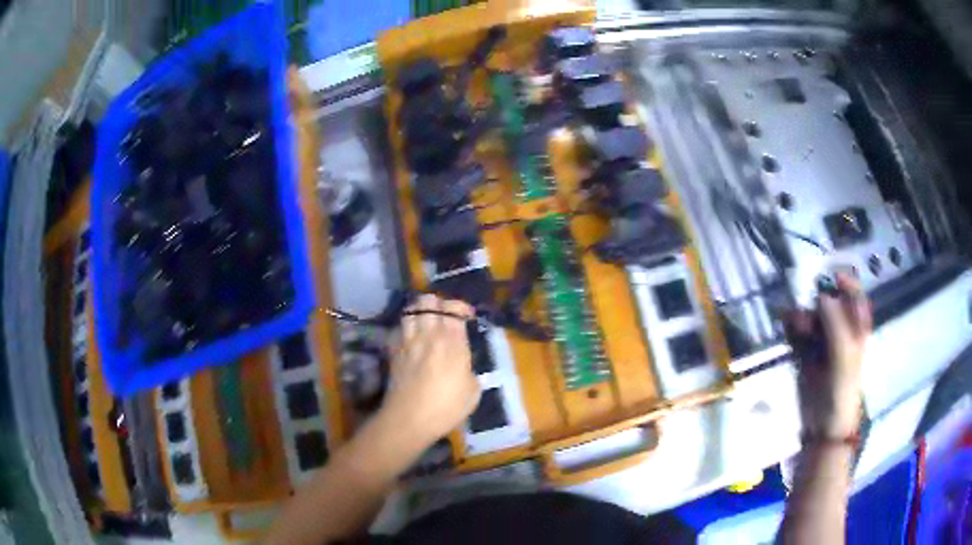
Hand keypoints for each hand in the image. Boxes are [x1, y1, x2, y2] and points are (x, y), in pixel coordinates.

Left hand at [377, 295, 480, 451]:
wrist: (409, 419)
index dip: (460, 308)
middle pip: (429, 302)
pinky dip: (405, 328)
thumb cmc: (446, 408)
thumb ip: (469, 371)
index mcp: (453, 342)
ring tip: (425, 322)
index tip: (466, 316)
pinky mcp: (394, 351)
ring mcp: (408, 342)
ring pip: (410, 311)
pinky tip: (410, 338)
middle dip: (437, 304)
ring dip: (419, 312)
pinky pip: (399, 329)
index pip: (454, 309)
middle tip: (444, 316)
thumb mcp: (473, 392)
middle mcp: (429, 335)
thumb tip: (463, 367)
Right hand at [791, 272, 871, 437]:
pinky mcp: (806, 353)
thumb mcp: (844, 357)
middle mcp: (841, 329)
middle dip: (816, 302)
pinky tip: (787, 326)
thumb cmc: (841, 392)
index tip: (829, 278)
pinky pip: (798, 330)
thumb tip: (822, 295)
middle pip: (829, 301)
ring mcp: (823, 341)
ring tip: (794, 323)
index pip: (854, 294)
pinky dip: (792, 325)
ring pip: (811, 314)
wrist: (824, 427)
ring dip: (802, 314)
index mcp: (857, 328)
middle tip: (809, 309)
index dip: (844, 282)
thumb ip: (836, 324)